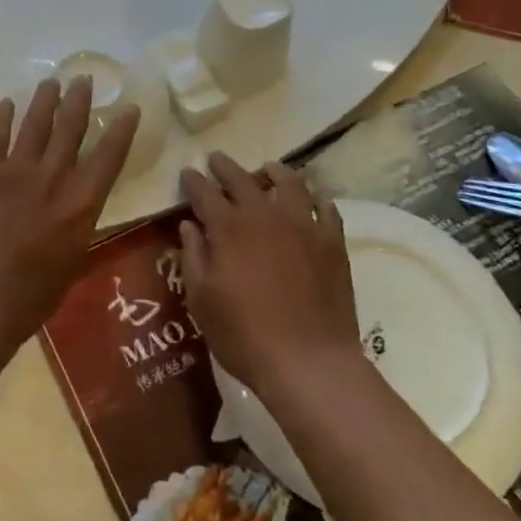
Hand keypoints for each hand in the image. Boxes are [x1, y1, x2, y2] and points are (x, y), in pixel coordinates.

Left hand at [0, 78, 137, 342]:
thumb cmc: (31, 295)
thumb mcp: (72, 263)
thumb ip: (77, 230)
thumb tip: (77, 215)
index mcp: (82, 203)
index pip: (109, 156)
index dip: (121, 130)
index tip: (129, 108)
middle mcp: (54, 177)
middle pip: (70, 129)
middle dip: (78, 101)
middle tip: (82, 78)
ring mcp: (16, 170)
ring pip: (35, 125)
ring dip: (44, 101)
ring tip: (50, 82)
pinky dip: (2, 117)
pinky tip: (7, 104)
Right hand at [179, 154, 359, 406]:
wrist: (308, 361)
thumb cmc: (244, 335)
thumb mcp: (201, 300)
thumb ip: (193, 257)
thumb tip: (189, 225)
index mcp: (229, 228)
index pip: (206, 193)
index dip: (194, 181)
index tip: (188, 172)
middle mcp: (265, 216)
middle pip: (243, 179)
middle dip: (226, 167)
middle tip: (216, 159)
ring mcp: (304, 225)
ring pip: (290, 183)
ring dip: (275, 172)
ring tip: (268, 168)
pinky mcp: (332, 242)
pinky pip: (326, 208)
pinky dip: (316, 197)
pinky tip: (313, 197)